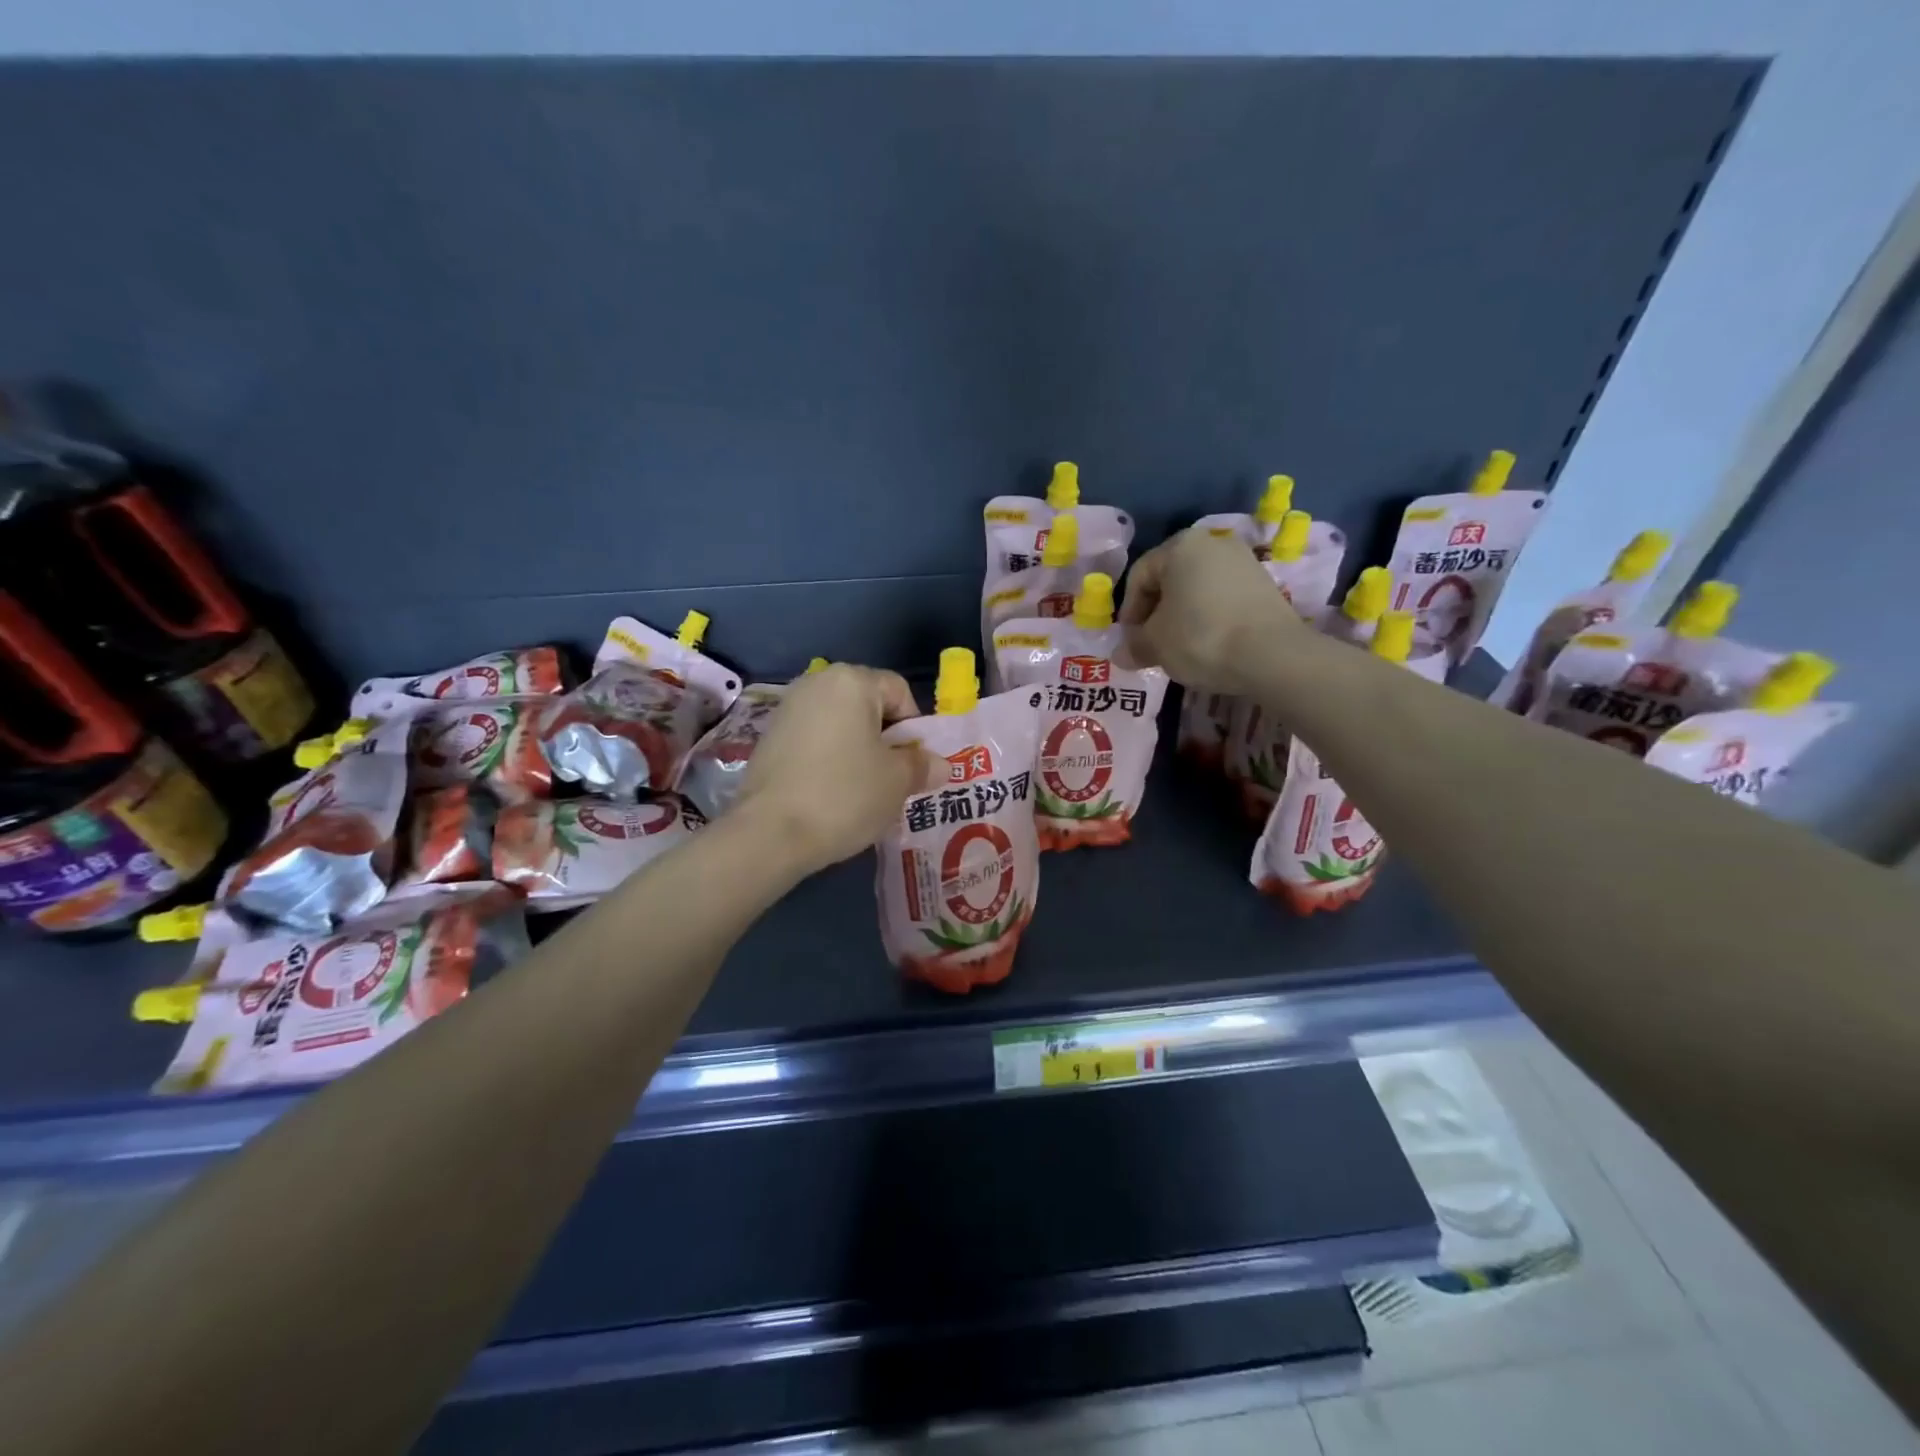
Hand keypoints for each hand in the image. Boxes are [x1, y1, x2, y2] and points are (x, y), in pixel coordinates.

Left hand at [733, 664, 936, 874]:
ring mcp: (787, 709)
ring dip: (857, 750)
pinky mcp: (769, 737)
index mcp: (852, 681)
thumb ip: (922, 765)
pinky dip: (829, 759)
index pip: (899, 691)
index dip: (915, 727)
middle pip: (868, 705)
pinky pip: (814, 740)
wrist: (769, 833)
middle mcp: (816, 683)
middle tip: (892, 778)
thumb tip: (940, 764)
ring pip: (840, 724)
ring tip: (862, 789)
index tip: (914, 764)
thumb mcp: (897, 781)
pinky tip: (830, 792)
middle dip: (885, 738)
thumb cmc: (845, 794)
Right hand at [1120, 528, 1306, 691]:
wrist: (1273, 655)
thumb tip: (1121, 655)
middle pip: (1169, 579)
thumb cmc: (1201, 638)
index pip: (1139, 576)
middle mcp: (1213, 543)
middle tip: (1151, 645)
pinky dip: (1208, 618)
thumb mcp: (1155, 644)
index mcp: (1180, 546)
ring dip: (1181, 616)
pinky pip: (1222, 598)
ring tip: (1179, 648)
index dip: (1128, 612)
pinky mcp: (1264, 584)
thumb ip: (1134, 645)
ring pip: (1196, 589)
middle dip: (1155, 613)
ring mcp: (1243, 561)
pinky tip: (1208, 644)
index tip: (1130, 642)